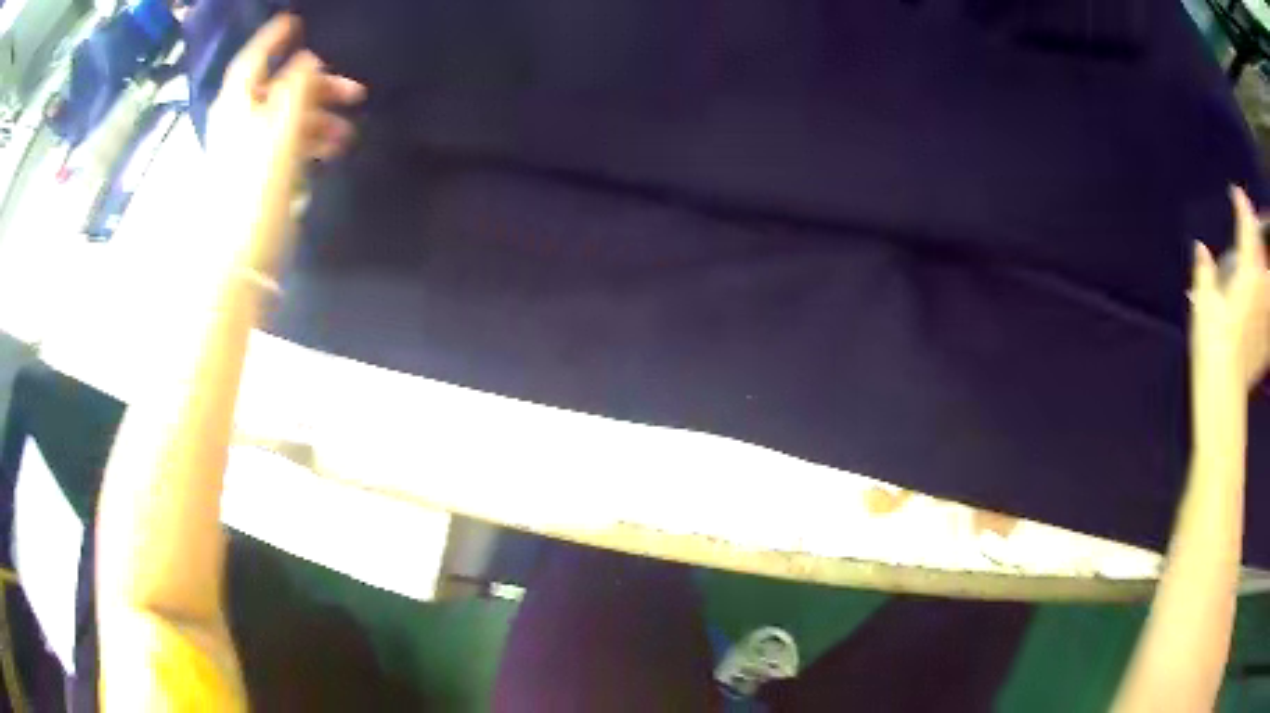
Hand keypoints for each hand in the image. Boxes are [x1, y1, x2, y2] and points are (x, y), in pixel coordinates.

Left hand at [208, 14, 364, 270]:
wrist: (234, 260)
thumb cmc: (254, 190)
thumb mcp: (280, 131)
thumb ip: (297, 90)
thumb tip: (309, 60)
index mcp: (238, 105)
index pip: (254, 60)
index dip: (274, 40)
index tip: (297, 22)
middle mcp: (238, 121)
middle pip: (279, 89)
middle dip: (317, 87)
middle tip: (355, 91)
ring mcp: (244, 149)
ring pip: (286, 118)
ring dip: (320, 119)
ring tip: (348, 135)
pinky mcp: (253, 175)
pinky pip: (284, 144)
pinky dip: (308, 142)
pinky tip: (329, 152)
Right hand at [1190, 187, 1269, 393]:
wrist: (1224, 393)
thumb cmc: (1212, 346)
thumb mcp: (1203, 303)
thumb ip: (1204, 272)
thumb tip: (1201, 250)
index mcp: (1245, 274)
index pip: (1246, 228)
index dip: (1242, 206)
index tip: (1237, 194)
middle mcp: (1259, 290)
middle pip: (1262, 252)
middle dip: (1257, 233)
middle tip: (1251, 222)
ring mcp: (1264, 316)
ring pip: (1268, 281)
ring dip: (1265, 266)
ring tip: (1261, 259)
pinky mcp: (1265, 340)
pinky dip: (1268, 305)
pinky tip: (1265, 305)